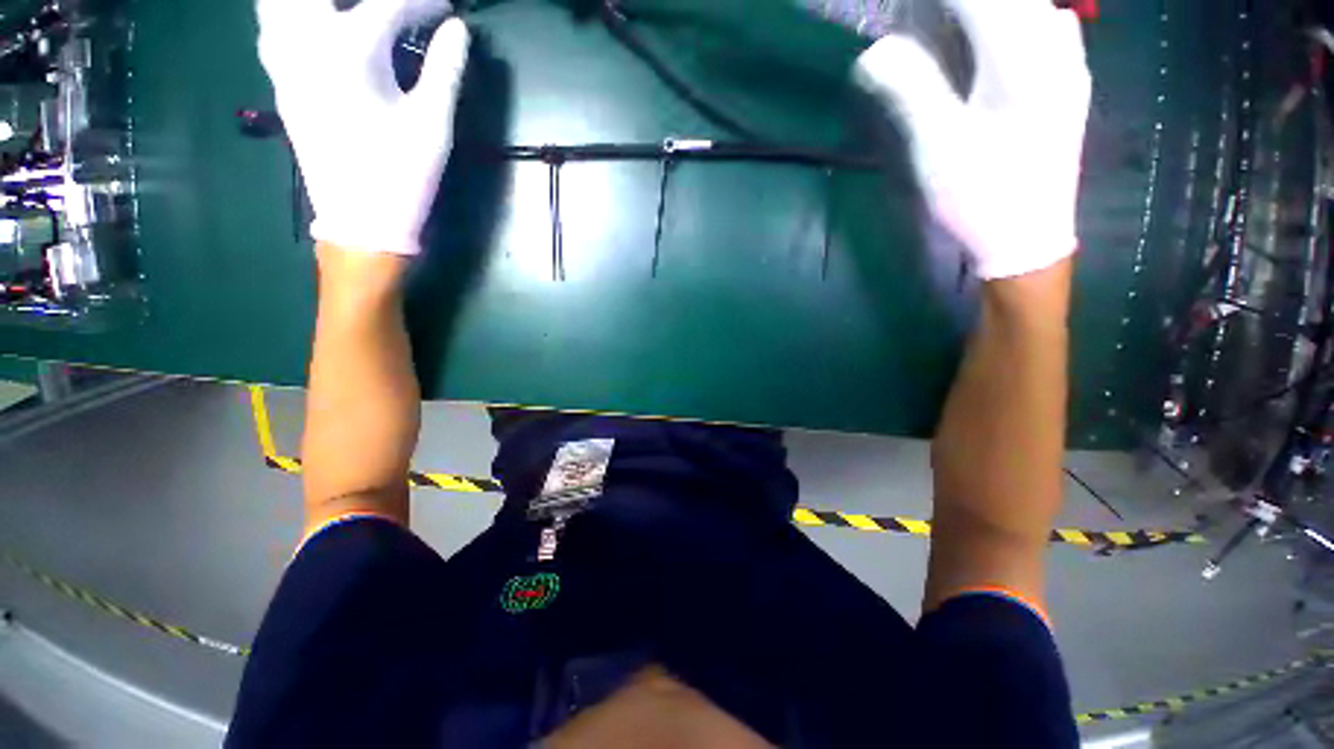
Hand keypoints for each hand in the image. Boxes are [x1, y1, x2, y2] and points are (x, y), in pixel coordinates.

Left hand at [257, 0, 470, 255]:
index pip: (391, 4)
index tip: (448, 7)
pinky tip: (312, 20)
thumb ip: (445, 71)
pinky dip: (288, 11)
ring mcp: (284, 60)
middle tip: (395, 5)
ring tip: (346, 9)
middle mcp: (306, 42)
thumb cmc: (403, 176)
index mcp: (351, 51)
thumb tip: (458, 30)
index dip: (426, 2)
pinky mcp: (278, 80)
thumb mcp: (433, 126)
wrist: (361, 220)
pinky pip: (270, 23)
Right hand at [855, 0, 1090, 279]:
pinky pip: (1048, 26)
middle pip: (1011, 0)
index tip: (903, 9)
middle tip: (923, 20)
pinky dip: (1015, 22)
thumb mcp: (937, 148)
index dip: (939, 0)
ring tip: (952, 28)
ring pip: (1032, 9)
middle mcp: (1054, 50)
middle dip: (961, 5)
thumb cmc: (980, 198)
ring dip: (990, 12)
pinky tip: (993, 43)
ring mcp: (1068, 66)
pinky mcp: (1068, 84)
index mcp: (1022, 61)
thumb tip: (875, 51)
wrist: (1027, 240)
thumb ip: (911, 91)